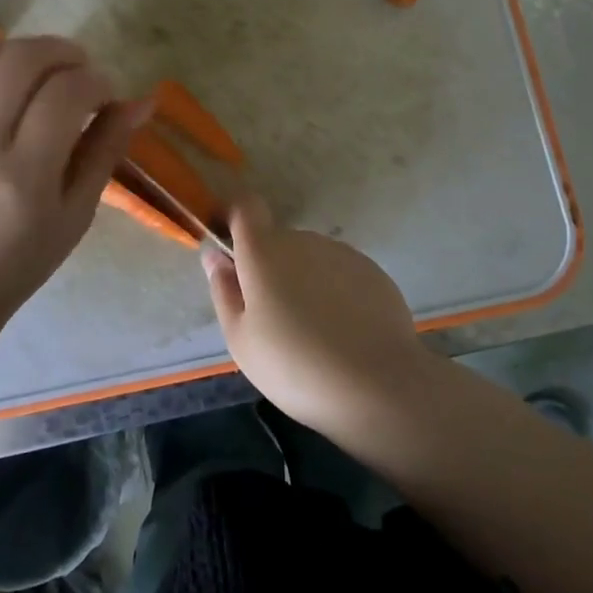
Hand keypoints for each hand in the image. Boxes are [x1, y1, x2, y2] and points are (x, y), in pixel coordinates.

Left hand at [0, 36, 145, 345]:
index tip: (107, 96)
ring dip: (26, 52)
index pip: (66, 93)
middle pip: (22, 60)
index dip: (97, 81)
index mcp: (23, 175)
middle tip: (81, 69)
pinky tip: (9, 88)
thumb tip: (140, 102)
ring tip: (48, 71)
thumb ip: (106, 151)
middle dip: (63, 52)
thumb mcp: (76, 215)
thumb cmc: (20, 263)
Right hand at [202, 195, 433, 433]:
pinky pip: (340, 273)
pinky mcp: (372, 271)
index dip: (235, 220)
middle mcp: (303, 240)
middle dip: (270, 268)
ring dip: (304, 281)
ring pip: (310, 258)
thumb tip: (214, 255)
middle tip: (274, 319)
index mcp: (264, 251)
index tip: (232, 252)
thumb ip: (223, 289)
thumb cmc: (294, 365)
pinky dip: (335, 292)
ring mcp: (341, 253)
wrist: (378, 385)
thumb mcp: (241, 339)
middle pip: (278, 241)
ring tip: (313, 332)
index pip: (246, 207)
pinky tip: (343, 333)